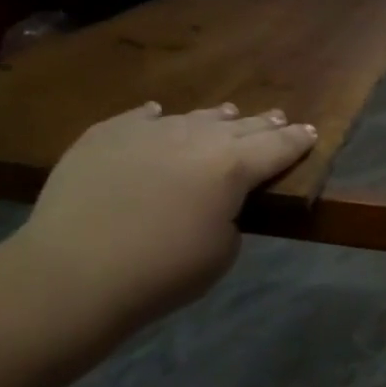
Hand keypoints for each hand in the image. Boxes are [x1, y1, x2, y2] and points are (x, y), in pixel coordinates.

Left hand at [8, 102, 316, 330]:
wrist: (74, 273)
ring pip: (193, 118)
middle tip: (278, 118)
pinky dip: (158, 118)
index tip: (311, 133)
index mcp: (233, 167)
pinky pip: (141, 119)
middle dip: (264, 124)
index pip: (278, 147)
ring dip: (217, 118)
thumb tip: (217, 201)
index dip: (297, 141)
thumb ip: (231, 215)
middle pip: (240, 127)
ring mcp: (147, 132)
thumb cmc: (163, 271)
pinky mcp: (104, 136)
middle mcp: (196, 138)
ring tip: (230, 114)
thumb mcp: (223, 251)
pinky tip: (161, 113)